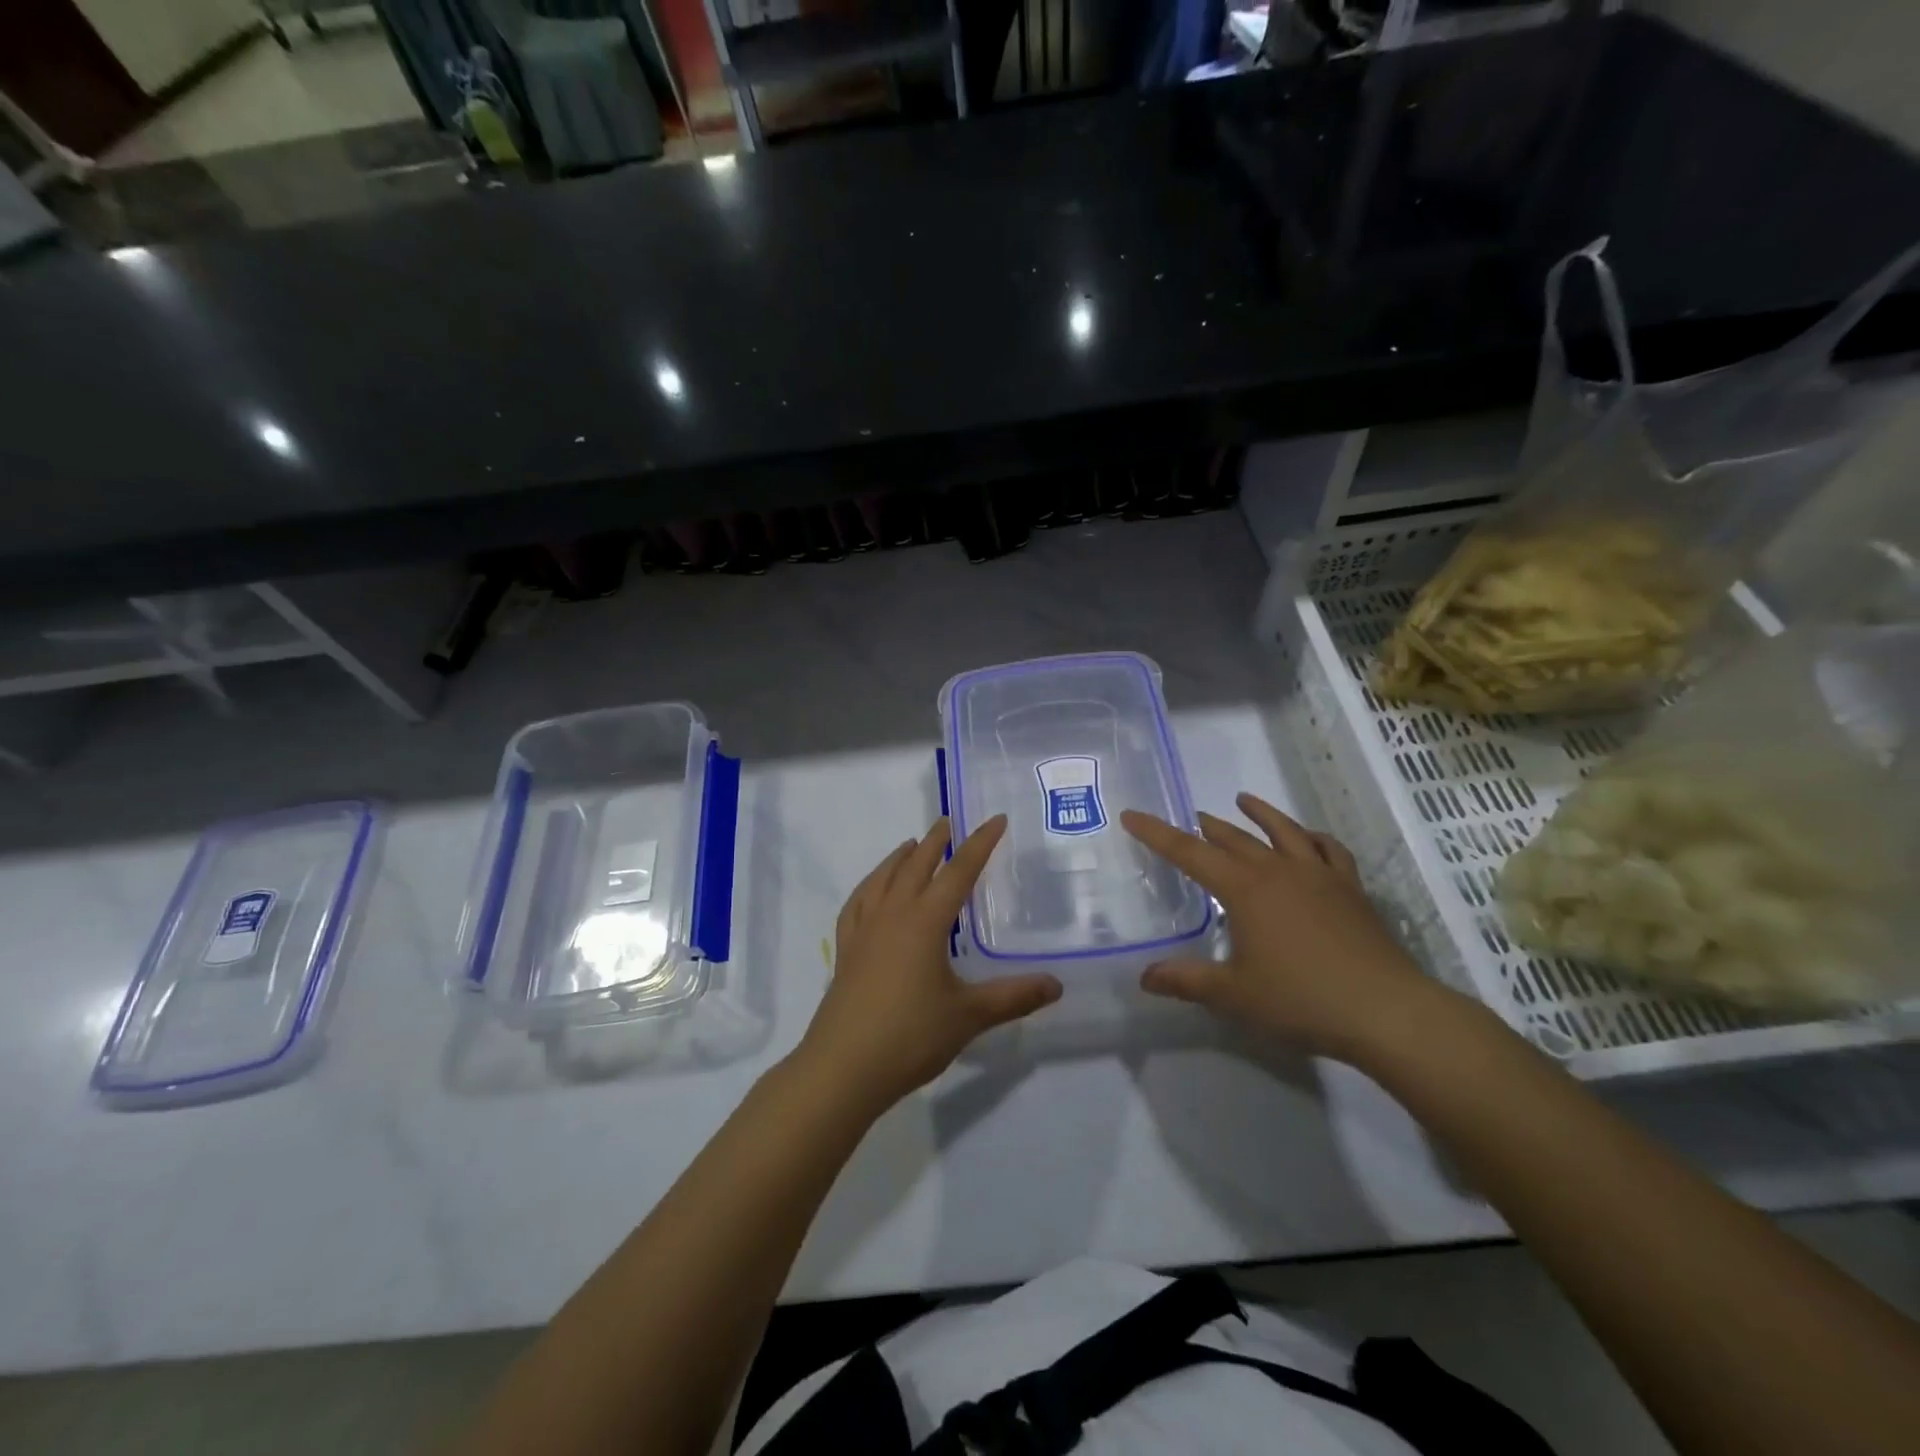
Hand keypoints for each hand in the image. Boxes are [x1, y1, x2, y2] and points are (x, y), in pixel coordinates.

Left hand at [797, 816, 1062, 1113]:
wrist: (843, 1068)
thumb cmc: (910, 1036)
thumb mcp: (968, 1016)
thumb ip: (1013, 997)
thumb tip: (1056, 985)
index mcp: (925, 922)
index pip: (959, 872)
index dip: (979, 844)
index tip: (995, 820)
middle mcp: (893, 916)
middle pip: (915, 866)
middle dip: (935, 842)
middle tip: (948, 822)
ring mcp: (864, 932)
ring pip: (882, 880)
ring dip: (899, 858)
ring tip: (910, 845)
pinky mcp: (845, 951)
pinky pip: (856, 905)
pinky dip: (868, 887)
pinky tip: (872, 891)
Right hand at [1121, 793, 1443, 1062]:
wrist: (1385, 1010)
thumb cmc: (1301, 999)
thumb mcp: (1234, 995)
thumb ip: (1187, 981)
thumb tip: (1144, 977)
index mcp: (1244, 890)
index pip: (1189, 853)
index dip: (1157, 833)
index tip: (1132, 815)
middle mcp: (1278, 871)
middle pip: (1234, 838)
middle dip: (1207, 827)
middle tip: (1191, 817)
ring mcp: (1318, 876)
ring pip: (1283, 832)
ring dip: (1260, 814)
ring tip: (1244, 800)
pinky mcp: (1350, 889)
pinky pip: (1329, 850)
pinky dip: (1313, 837)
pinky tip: (1308, 838)